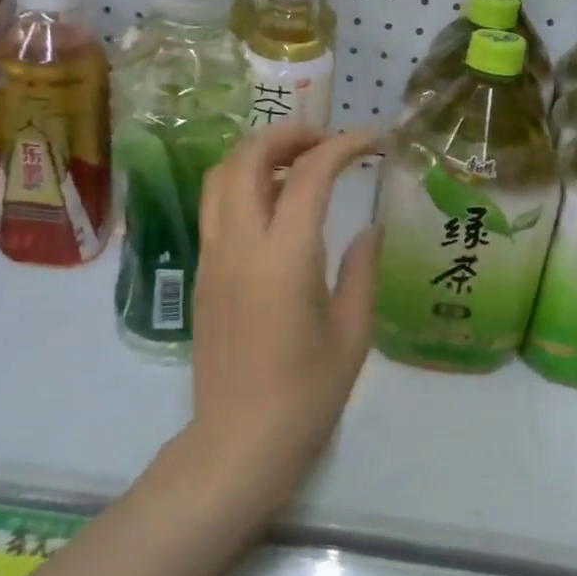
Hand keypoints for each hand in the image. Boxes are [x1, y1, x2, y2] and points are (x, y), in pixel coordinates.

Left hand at [189, 125, 381, 512]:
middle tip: (327, 142)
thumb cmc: (307, 394)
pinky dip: (244, 185)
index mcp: (285, 256)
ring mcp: (213, 256)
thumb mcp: (353, 331)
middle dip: (289, 134)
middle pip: (248, 156)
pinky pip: (216, 207)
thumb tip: (370, 229)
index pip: (310, 173)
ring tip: (299, 166)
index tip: (374, 141)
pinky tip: (277, 208)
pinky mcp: (201, 272)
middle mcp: (240, 244)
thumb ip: (362, 269)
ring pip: (221, 175)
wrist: (239, 441)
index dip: (344, 145)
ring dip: (259, 155)